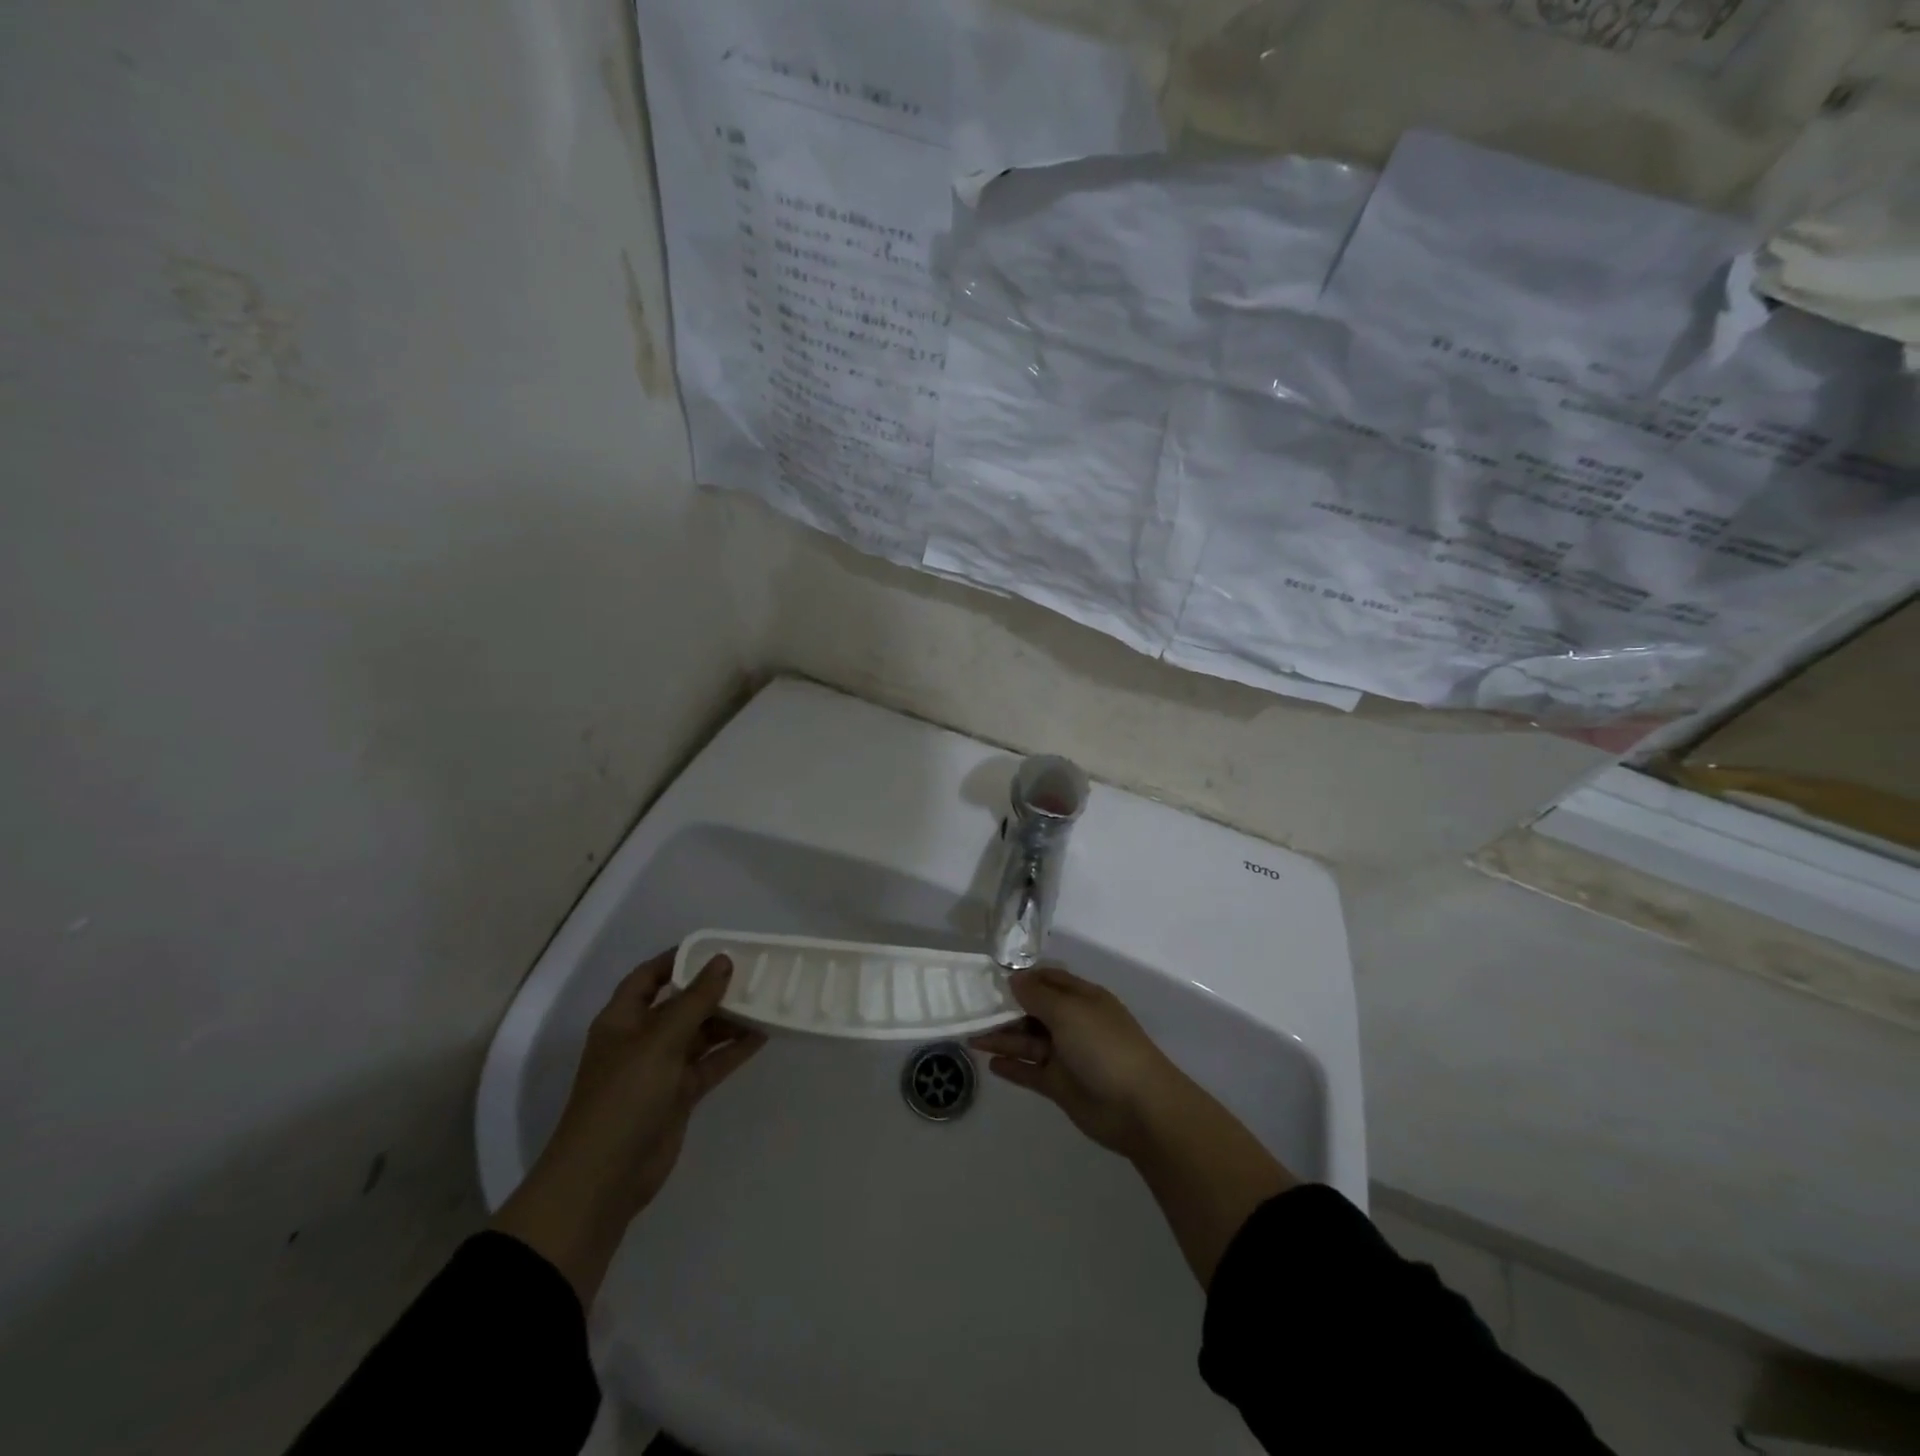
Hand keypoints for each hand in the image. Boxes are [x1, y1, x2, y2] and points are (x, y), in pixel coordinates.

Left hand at [491, 949, 765, 1303]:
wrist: (604, 1178)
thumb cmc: (625, 1096)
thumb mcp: (660, 1040)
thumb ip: (695, 1000)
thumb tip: (723, 960)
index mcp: (623, 1019)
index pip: (649, 976)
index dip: (678, 959)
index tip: (716, 947)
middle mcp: (641, 1039)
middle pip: (680, 1004)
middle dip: (712, 990)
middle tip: (753, 972)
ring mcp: (660, 1069)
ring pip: (699, 1034)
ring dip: (728, 1019)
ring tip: (765, 1000)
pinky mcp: (678, 1095)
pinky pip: (709, 1063)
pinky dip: (732, 1051)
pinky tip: (762, 1037)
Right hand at [969, 966, 1186, 1159]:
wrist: (1138, 1107)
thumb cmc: (1104, 1047)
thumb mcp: (1069, 1011)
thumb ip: (1037, 995)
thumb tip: (1014, 979)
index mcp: (1082, 999)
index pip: (1047, 980)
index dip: (1021, 979)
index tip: (989, 979)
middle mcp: (1073, 1023)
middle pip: (1034, 1011)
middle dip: (1006, 1009)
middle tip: (971, 1010)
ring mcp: (1067, 1055)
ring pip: (1028, 1041)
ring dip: (1002, 1038)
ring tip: (971, 1036)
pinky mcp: (1061, 1086)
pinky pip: (1031, 1071)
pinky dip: (1012, 1067)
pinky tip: (990, 1064)